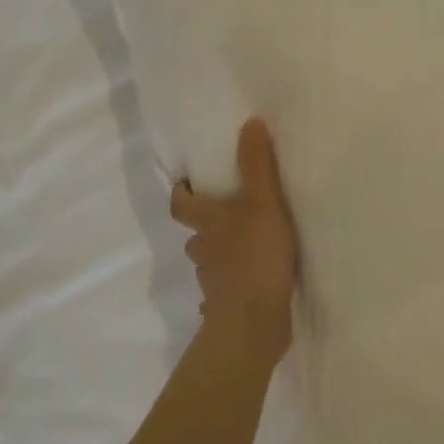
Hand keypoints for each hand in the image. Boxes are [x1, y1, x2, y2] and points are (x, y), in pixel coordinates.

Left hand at [170, 119, 297, 362]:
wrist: (252, 322)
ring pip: (211, 262)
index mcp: (207, 223)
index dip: (182, 192)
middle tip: (229, 211)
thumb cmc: (255, 256)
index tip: (188, 182)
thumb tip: (250, 121)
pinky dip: (234, 284)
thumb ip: (257, 164)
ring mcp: (213, 282)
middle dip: (207, 223)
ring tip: (248, 245)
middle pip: (195, 233)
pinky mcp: (227, 307)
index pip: (181, 203)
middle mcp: (203, 250)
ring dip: (222, 254)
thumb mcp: (262, 202)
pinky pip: (226, 291)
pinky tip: (253, 283)